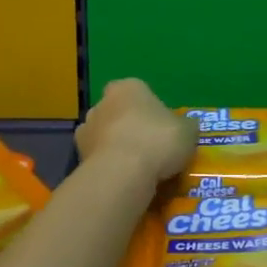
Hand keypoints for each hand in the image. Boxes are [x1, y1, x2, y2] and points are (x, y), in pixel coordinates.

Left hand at [74, 79, 196, 185]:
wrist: (123, 173)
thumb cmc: (158, 140)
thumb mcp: (187, 132)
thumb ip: (186, 127)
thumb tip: (188, 127)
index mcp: (128, 87)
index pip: (138, 91)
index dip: (150, 108)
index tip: (162, 127)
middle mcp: (102, 102)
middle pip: (118, 112)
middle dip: (130, 126)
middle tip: (150, 147)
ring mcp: (86, 129)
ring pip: (105, 135)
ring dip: (116, 146)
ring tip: (137, 168)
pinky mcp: (78, 156)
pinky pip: (99, 158)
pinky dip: (108, 166)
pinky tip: (124, 179)